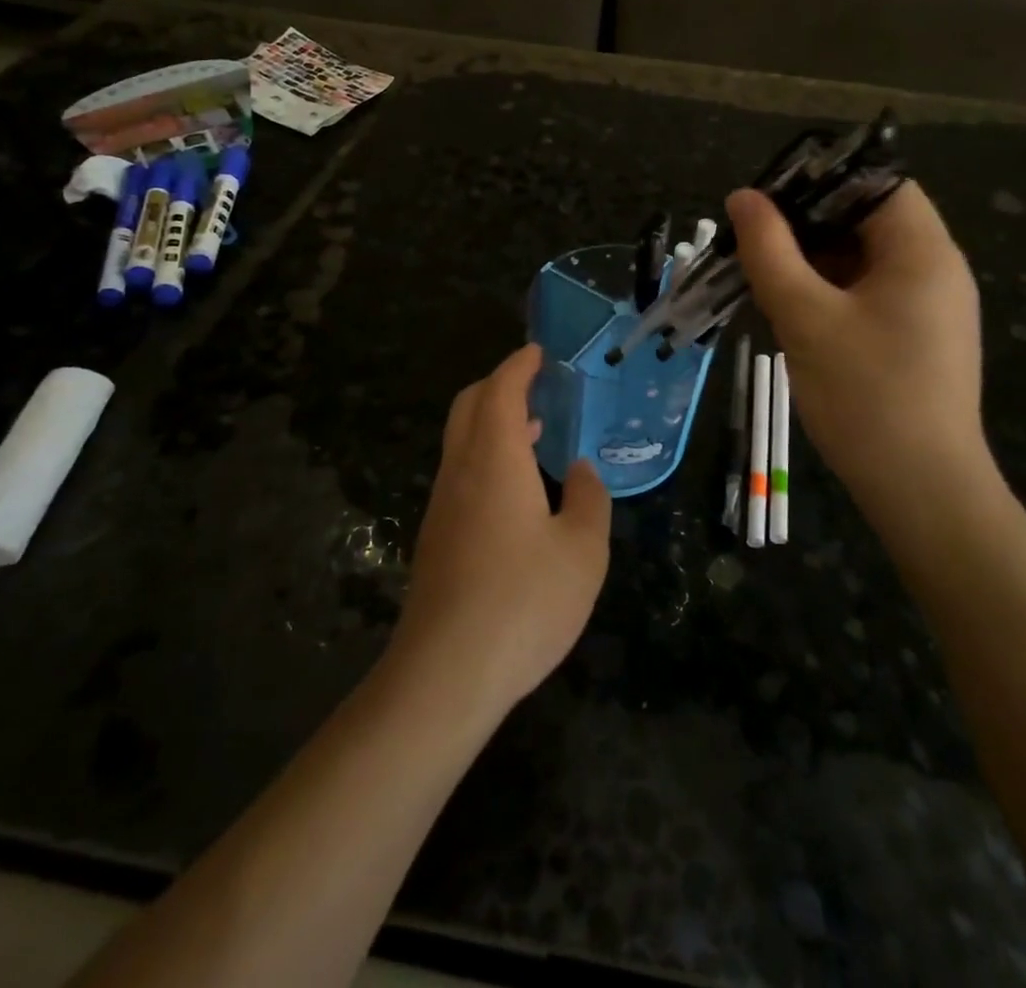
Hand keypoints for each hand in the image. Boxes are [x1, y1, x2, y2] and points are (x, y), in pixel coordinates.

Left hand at [389, 344, 611, 721]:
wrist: (446, 672)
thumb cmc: (523, 601)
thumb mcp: (582, 551)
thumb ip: (589, 500)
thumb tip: (582, 471)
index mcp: (495, 459)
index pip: (500, 391)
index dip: (518, 366)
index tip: (537, 353)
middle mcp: (461, 471)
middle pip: (470, 406)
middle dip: (498, 385)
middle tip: (534, 385)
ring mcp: (442, 505)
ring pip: (460, 440)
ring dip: (491, 422)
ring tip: (533, 430)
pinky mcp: (436, 537)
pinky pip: (460, 472)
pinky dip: (485, 455)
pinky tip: (515, 489)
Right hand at [726, 182, 992, 513]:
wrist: (921, 490)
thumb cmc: (865, 396)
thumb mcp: (806, 318)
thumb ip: (770, 252)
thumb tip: (743, 198)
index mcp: (923, 251)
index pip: (876, 182)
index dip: (820, 181)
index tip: (767, 201)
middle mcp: (935, 269)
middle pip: (867, 219)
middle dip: (806, 224)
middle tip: (751, 240)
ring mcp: (928, 306)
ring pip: (862, 259)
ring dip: (812, 261)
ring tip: (760, 275)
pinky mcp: (916, 337)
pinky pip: (868, 293)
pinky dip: (829, 291)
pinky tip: (790, 309)